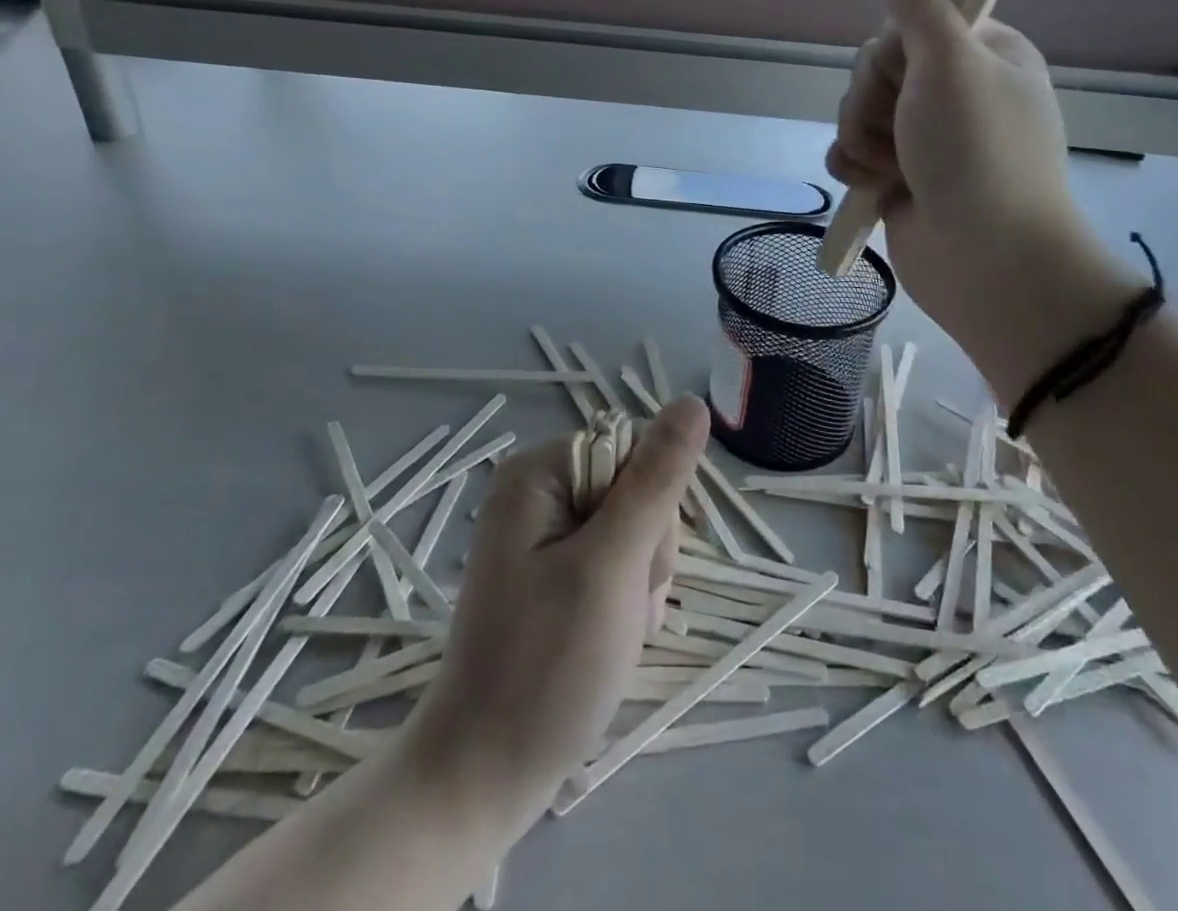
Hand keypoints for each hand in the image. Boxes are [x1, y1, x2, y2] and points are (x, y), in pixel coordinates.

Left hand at [401, 397, 708, 830]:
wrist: (485, 775)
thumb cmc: (547, 667)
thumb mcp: (612, 565)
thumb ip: (656, 481)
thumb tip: (692, 402)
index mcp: (539, 471)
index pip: (634, 451)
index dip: (652, 507)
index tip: (636, 566)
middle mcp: (537, 490)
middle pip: (635, 489)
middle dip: (647, 550)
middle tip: (624, 607)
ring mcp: (543, 532)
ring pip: (634, 529)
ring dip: (642, 580)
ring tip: (617, 629)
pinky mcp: (553, 570)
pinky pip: (616, 560)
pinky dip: (627, 598)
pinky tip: (611, 636)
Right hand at [826, 0, 1130, 385]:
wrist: (985, 261)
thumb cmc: (976, 154)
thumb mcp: (948, 64)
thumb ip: (913, 1)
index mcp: (982, 54)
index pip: (905, 26)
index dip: (890, 54)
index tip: (907, 80)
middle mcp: (955, 92)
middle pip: (875, 71)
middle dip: (872, 104)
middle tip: (902, 134)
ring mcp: (927, 138)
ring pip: (858, 112)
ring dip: (861, 140)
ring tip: (891, 171)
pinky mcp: (901, 177)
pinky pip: (853, 152)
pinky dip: (855, 168)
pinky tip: (872, 188)